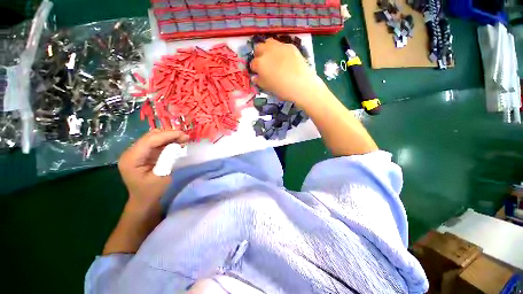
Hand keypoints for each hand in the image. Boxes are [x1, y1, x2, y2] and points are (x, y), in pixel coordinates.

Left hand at [118, 129, 189, 207]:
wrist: (144, 201)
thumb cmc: (152, 191)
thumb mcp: (162, 176)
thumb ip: (167, 159)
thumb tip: (177, 144)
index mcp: (131, 159)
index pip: (149, 141)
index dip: (167, 135)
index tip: (184, 134)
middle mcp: (131, 152)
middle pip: (150, 136)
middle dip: (169, 134)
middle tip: (185, 137)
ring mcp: (137, 152)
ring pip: (154, 138)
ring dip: (169, 137)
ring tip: (183, 139)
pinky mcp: (143, 154)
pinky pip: (156, 143)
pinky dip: (167, 142)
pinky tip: (177, 143)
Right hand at [250, 38, 320, 104]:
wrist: (300, 85)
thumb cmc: (281, 89)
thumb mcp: (267, 88)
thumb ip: (259, 81)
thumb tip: (255, 77)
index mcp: (260, 64)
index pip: (253, 64)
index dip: (255, 69)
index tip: (258, 73)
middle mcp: (267, 52)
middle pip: (258, 48)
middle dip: (259, 55)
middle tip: (264, 64)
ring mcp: (279, 47)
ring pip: (269, 42)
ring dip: (267, 48)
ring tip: (272, 57)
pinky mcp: (290, 46)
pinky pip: (281, 45)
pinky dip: (279, 50)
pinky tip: (284, 59)